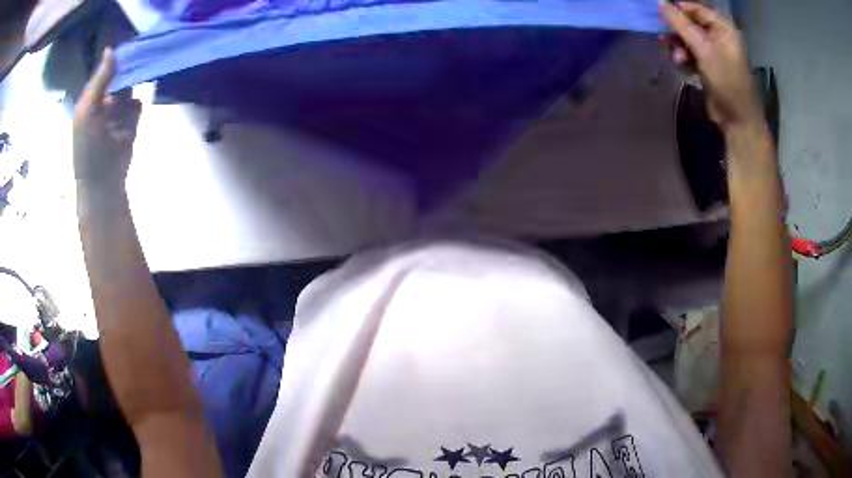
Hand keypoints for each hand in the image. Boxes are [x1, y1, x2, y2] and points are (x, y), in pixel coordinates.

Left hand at [73, 48, 141, 190]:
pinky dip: (136, 107)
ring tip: (136, 88)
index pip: (106, 70)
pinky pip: (137, 106)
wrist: (102, 185)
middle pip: (120, 77)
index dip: (117, 59)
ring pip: (130, 89)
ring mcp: (117, 114)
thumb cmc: (88, 148)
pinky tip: (132, 115)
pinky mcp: (130, 124)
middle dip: (129, 70)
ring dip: (134, 88)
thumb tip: (111, 49)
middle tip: (140, 60)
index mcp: (91, 99)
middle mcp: (104, 103)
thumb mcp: (88, 111)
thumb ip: (99, 81)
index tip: (131, 48)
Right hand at [660, 2, 763, 133]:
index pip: (696, 8)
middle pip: (690, 22)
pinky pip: (690, 53)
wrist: (737, 120)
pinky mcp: (707, 65)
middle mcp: (719, 36)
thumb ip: (681, 24)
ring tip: (676, 57)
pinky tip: (681, 65)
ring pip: (687, 38)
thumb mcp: (704, 49)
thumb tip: (660, 3)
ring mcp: (713, 51)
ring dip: (678, 46)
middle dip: (677, 30)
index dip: (678, 9)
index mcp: (724, 28)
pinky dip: (683, 57)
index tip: (661, 14)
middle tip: (664, 36)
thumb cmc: (727, 81)